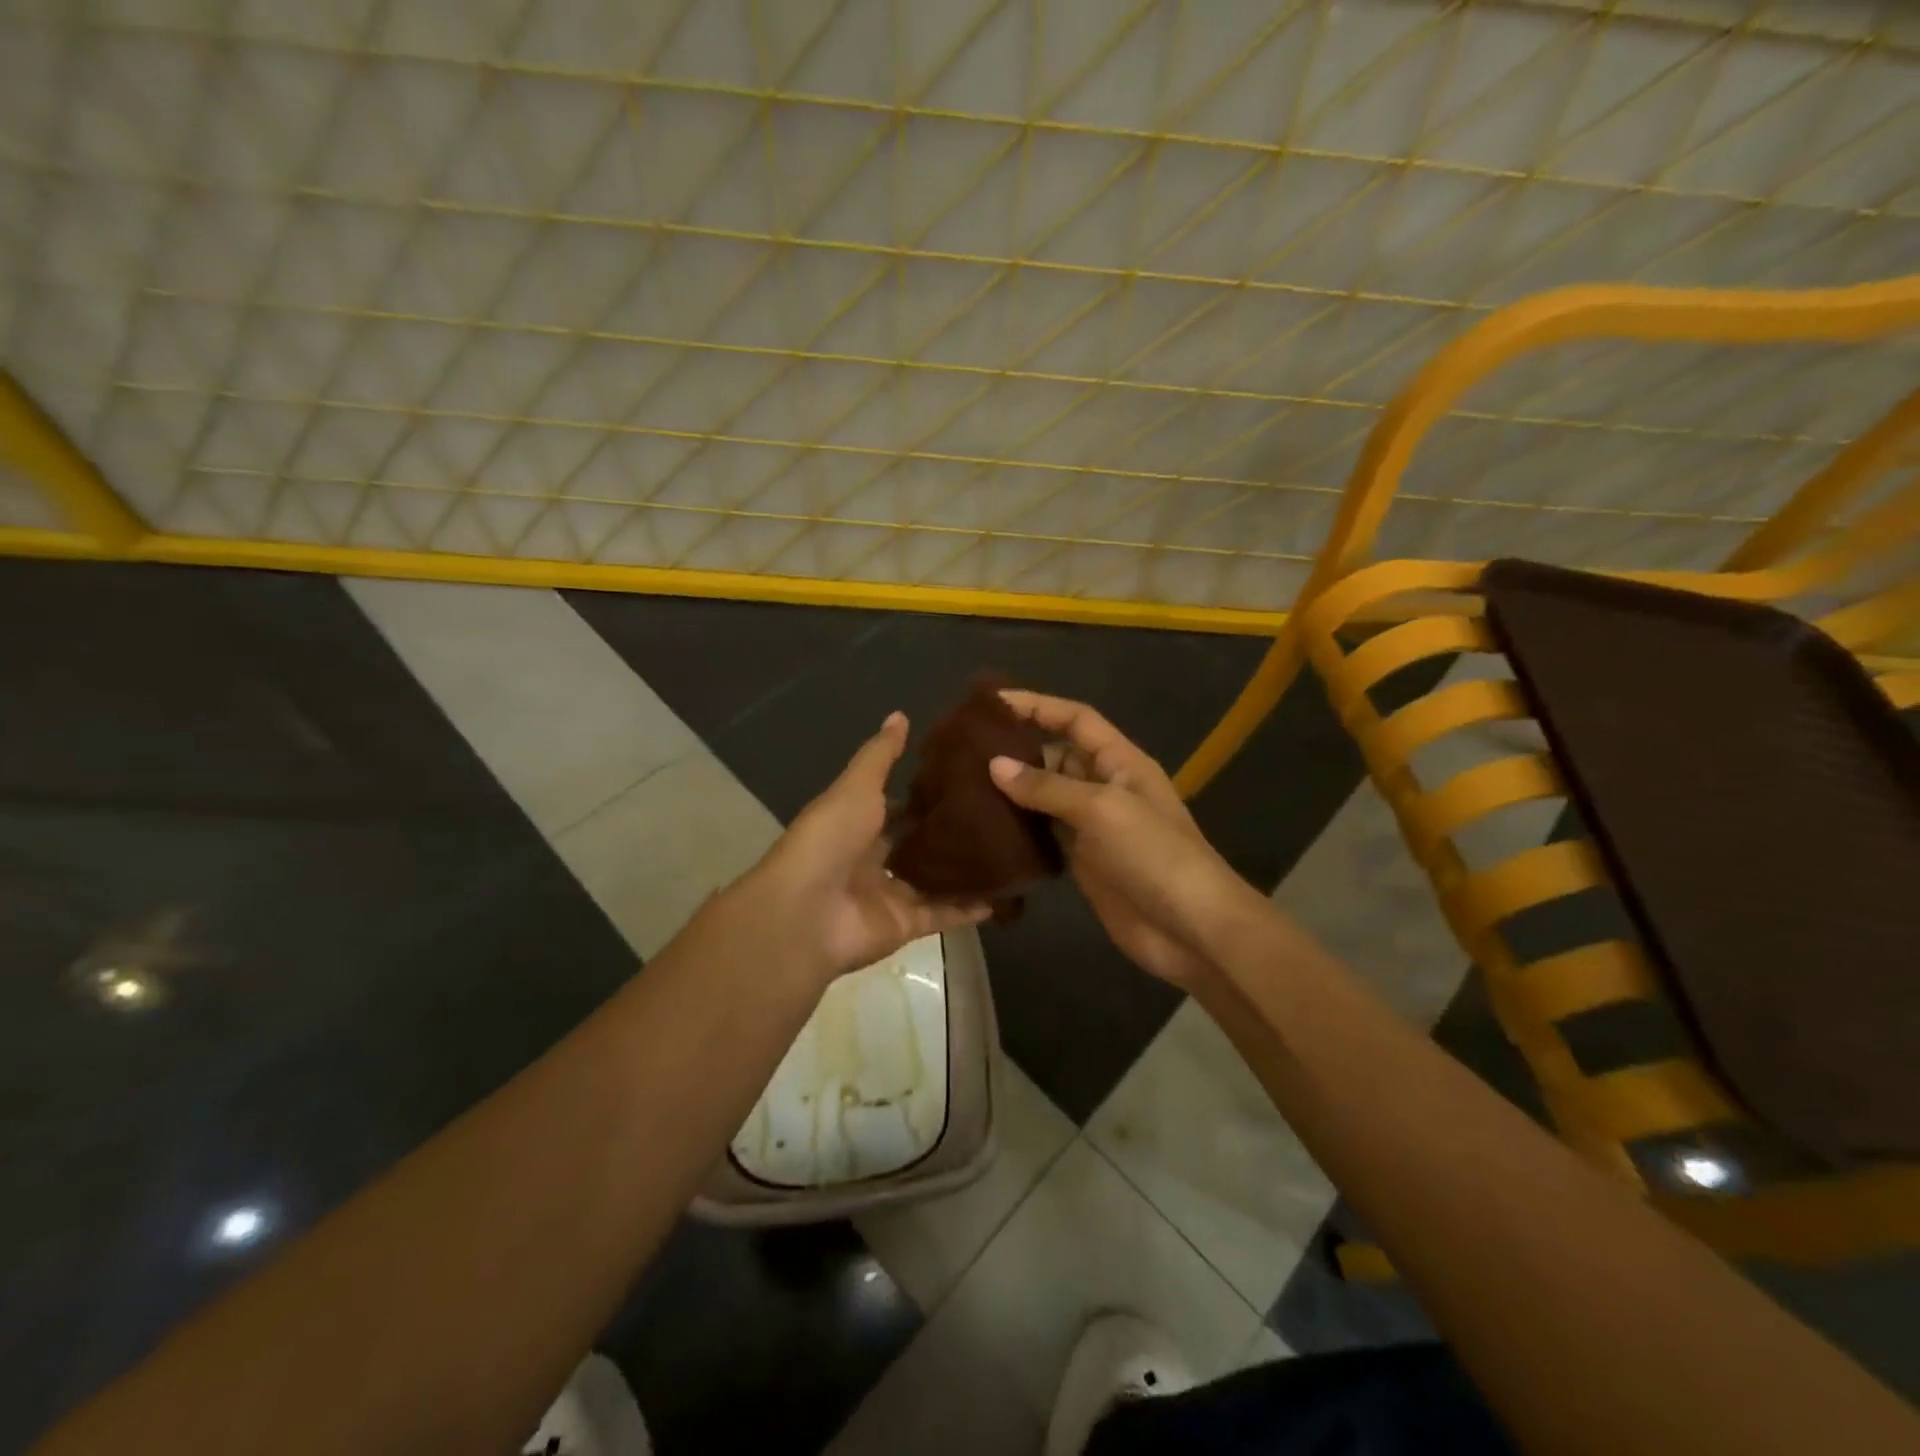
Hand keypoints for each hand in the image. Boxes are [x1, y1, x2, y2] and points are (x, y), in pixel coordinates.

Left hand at [747, 712, 990, 983]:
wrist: (806, 913)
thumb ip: (880, 756)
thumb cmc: (829, 840)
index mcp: (856, 825)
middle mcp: (873, 859)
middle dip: (950, 833)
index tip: (966, 779)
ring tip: (1011, 849)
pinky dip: (971, 908)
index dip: (925, 795)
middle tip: (999, 812)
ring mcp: (889, 895)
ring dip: (965, 870)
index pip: (896, 807)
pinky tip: (1006, 893)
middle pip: (917, 845)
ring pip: (935, 881)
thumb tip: (900, 714)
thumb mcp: (856, 787)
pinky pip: (944, 914)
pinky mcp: (905, 925)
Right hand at [991, 691, 1258, 988]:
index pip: (1076, 719)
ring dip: (1013, 791)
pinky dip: (1020, 829)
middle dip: (1017, 750)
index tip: (992, 702)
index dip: (1038, 705)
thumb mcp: (1101, 809)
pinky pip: (1046, 834)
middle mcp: (1106, 786)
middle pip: (1057, 755)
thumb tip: (995, 765)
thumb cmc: (1153, 855)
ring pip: (1047, 796)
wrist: (1190, 929)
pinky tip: (986, 827)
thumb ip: (1047, 786)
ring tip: (964, 785)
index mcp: (1120, 761)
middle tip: (964, 751)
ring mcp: (1094, 826)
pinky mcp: (1083, 861)